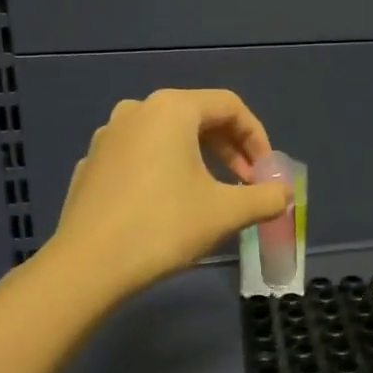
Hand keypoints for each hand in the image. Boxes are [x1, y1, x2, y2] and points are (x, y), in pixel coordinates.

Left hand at [47, 89, 290, 299]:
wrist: (88, 265)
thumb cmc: (163, 227)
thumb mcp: (226, 212)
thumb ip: (265, 198)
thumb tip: (284, 195)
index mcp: (171, 109)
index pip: (229, 106)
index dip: (257, 137)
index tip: (267, 173)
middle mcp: (137, 111)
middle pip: (197, 118)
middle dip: (230, 150)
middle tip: (247, 185)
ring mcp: (108, 137)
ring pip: (167, 137)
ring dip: (199, 160)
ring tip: (213, 195)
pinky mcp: (92, 164)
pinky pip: (140, 157)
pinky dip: (165, 171)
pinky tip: (169, 206)